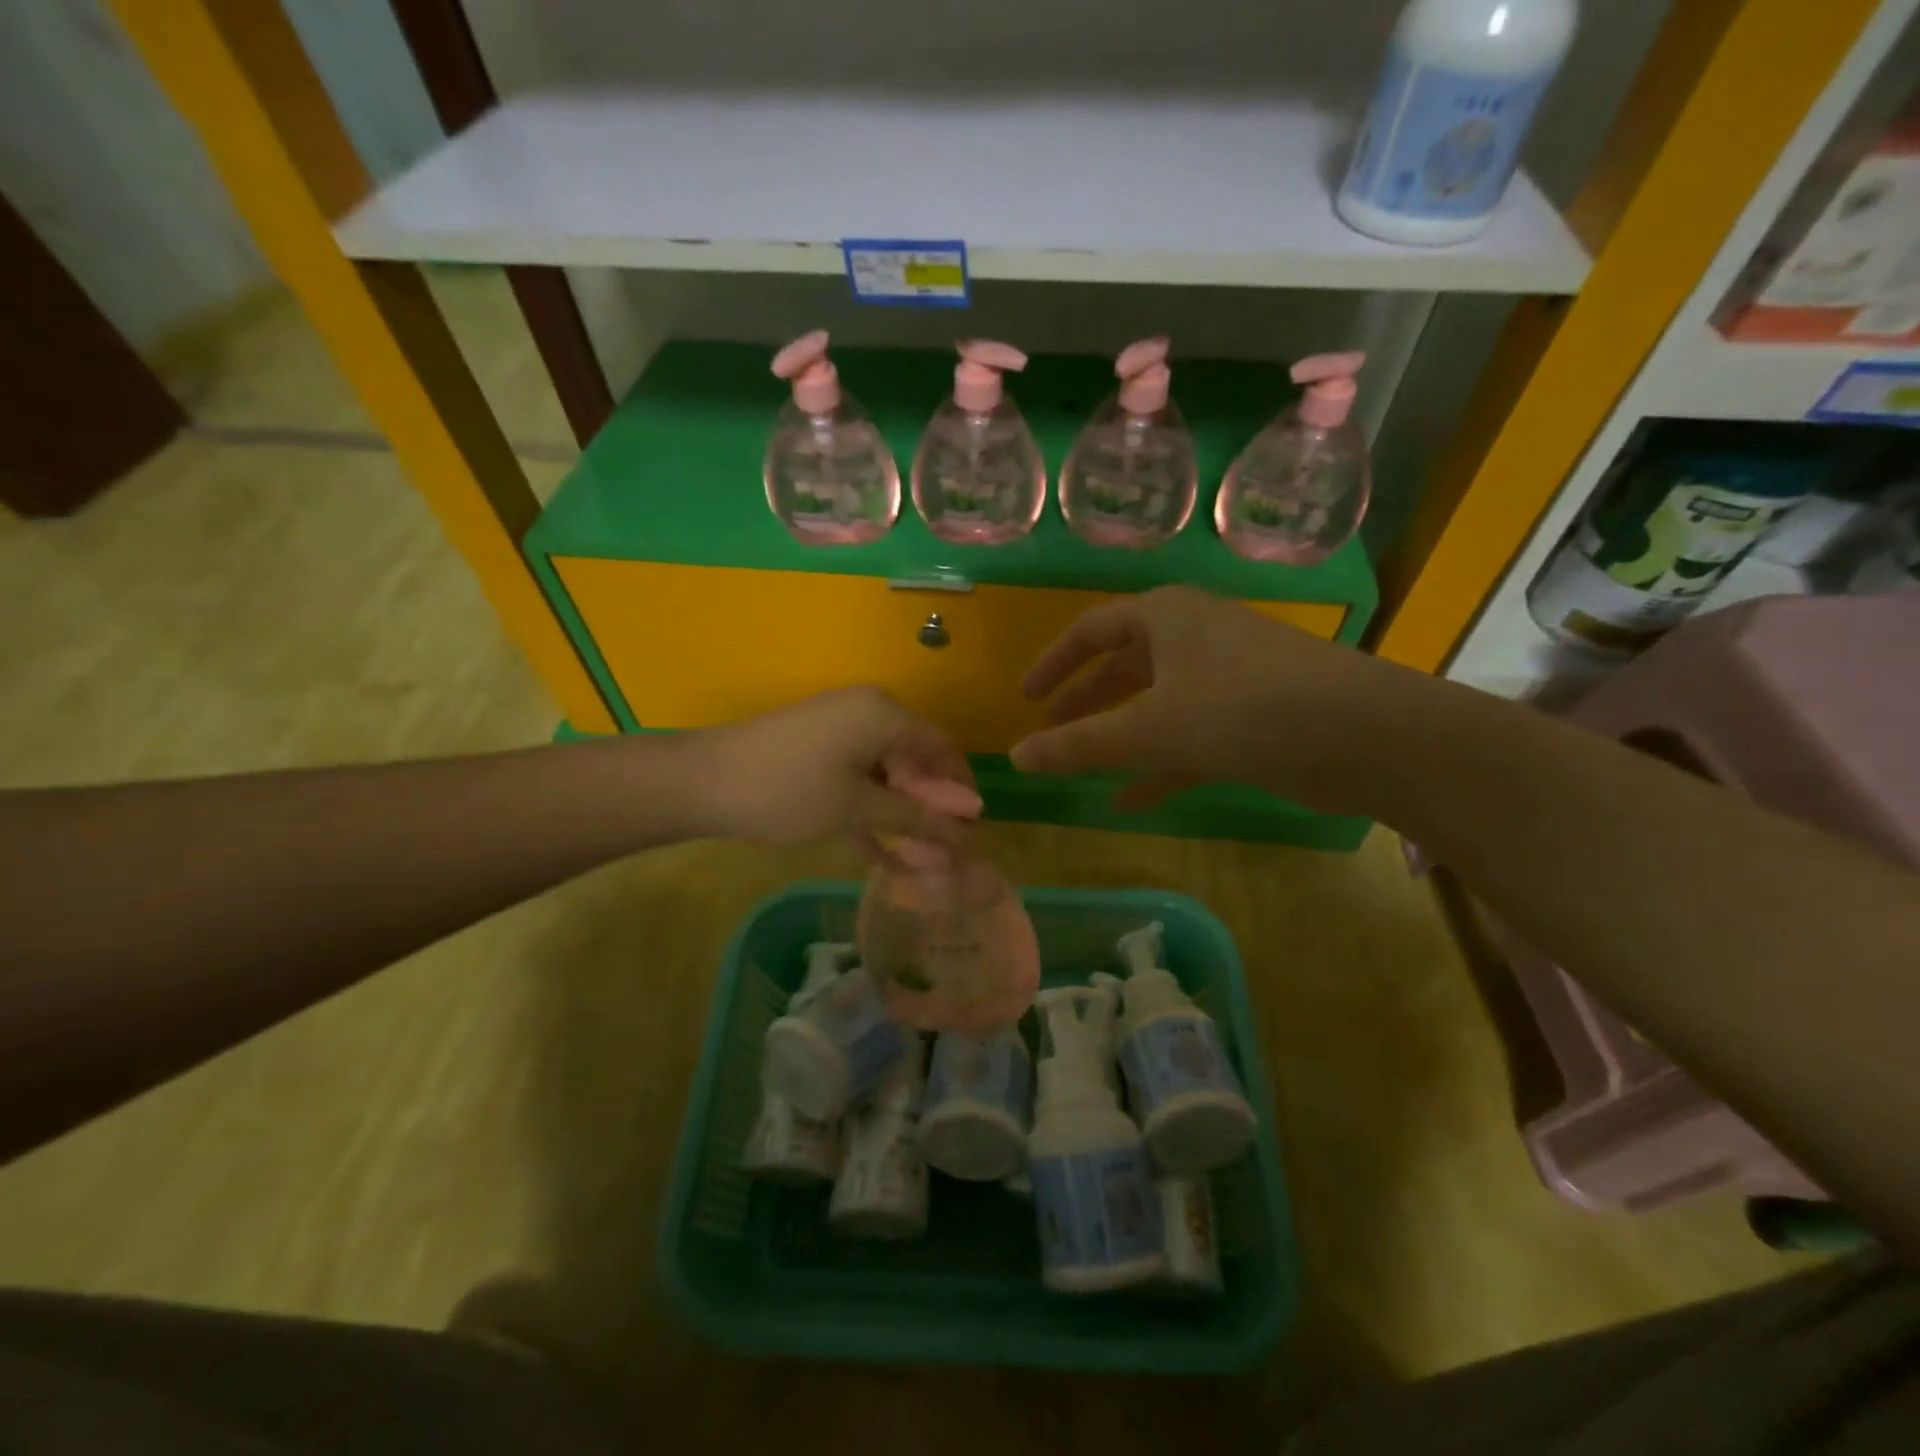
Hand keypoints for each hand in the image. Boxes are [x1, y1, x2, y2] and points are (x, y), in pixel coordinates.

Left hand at [687, 687, 973, 850]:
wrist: (702, 782)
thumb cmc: (789, 792)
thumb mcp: (857, 808)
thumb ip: (915, 818)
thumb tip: (968, 830)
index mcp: (885, 715)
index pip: (944, 747)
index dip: (961, 790)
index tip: (969, 832)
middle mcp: (868, 711)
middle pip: (915, 760)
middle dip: (929, 808)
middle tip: (939, 854)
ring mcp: (839, 728)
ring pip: (885, 773)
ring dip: (899, 815)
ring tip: (914, 862)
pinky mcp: (816, 746)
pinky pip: (857, 775)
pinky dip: (868, 808)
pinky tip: (877, 852)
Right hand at [1009, 586, 1383, 808]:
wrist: (1364, 735)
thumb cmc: (1243, 710)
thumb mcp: (1149, 729)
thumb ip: (1079, 745)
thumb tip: (1016, 758)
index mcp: (1165, 618)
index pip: (1090, 630)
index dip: (1054, 664)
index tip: (1026, 699)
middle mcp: (1194, 637)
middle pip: (1123, 667)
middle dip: (1085, 704)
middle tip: (1050, 736)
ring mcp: (1227, 676)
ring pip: (1156, 705)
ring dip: (1118, 736)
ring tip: (1081, 768)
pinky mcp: (1254, 716)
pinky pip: (1190, 736)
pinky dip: (1159, 764)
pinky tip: (1131, 800)